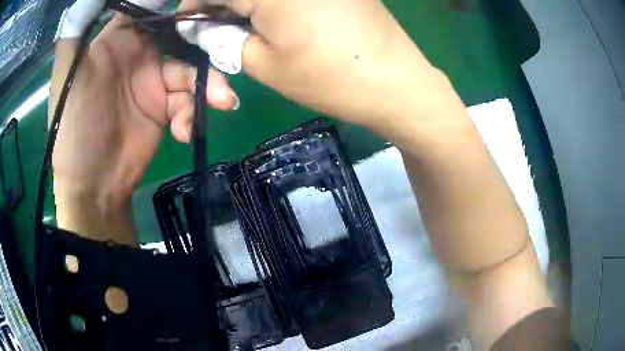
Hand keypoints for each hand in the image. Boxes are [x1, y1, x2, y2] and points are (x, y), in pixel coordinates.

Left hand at [50, 7, 237, 243]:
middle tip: (223, 52)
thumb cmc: (73, 129)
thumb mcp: (67, 79)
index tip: (197, 5)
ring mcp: (153, 83)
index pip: (147, 10)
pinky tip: (184, 132)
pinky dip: (192, 114)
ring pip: (190, 70)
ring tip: (222, 101)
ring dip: (208, 85)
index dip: (169, 7)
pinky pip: (188, 102)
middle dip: (202, 43)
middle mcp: (138, 56)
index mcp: (115, 42)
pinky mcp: (165, 110)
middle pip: (179, 37)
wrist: (92, 186)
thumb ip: (75, 37)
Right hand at [182, 0, 447, 135]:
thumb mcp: (263, 63)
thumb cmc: (328, 76)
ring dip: (248, 3)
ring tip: (247, 23)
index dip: (195, 4)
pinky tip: (277, 15)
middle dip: (223, 4)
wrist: (395, 81)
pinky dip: (275, 3)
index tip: (190, 21)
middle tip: (218, 26)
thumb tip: (207, 28)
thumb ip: (226, 40)